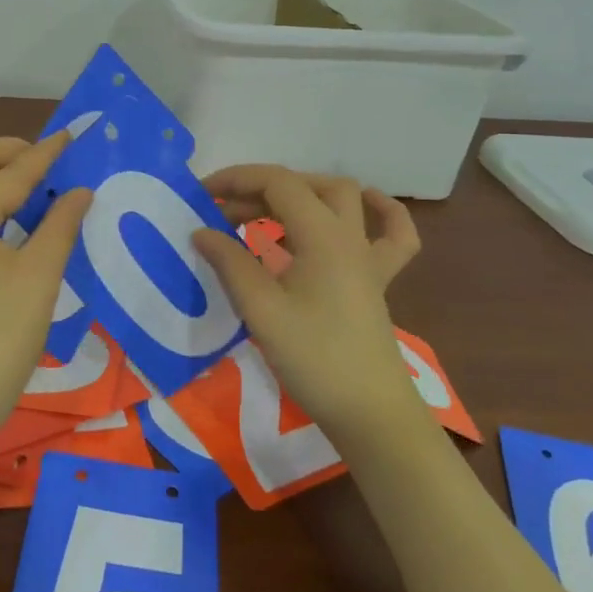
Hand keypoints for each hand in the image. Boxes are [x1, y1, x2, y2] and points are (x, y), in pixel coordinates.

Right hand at [192, 166, 423, 436]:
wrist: (369, 412)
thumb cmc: (313, 358)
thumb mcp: (261, 310)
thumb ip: (230, 263)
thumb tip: (201, 232)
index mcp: (323, 235)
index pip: (278, 183)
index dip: (237, 179)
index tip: (201, 195)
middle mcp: (350, 235)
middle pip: (307, 186)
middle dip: (260, 189)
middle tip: (223, 214)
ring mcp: (369, 257)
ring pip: (343, 200)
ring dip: (302, 194)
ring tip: (264, 214)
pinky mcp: (377, 281)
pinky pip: (391, 234)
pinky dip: (379, 212)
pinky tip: (364, 207)